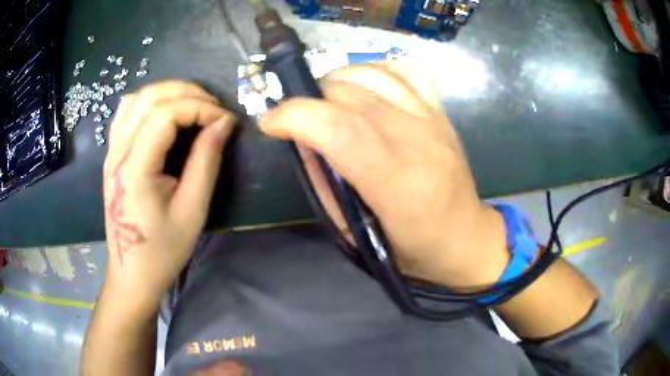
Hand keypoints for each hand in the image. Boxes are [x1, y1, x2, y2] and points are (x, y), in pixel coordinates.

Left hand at [102, 81, 234, 311]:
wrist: (132, 272)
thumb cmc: (162, 249)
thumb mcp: (192, 210)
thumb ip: (206, 161)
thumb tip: (224, 123)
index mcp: (134, 167)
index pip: (166, 114)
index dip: (200, 108)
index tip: (226, 121)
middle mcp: (118, 151)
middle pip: (150, 97)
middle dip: (188, 93)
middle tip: (215, 109)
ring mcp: (112, 151)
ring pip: (137, 99)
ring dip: (169, 93)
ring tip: (194, 105)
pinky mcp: (112, 155)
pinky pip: (127, 112)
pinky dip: (149, 102)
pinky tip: (164, 112)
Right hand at [261, 63, 508, 289]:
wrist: (466, 239)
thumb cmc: (411, 250)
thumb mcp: (357, 234)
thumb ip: (326, 183)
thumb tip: (301, 139)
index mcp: (399, 184)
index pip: (342, 130)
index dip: (297, 116)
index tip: (271, 123)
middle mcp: (419, 142)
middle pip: (353, 96)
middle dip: (311, 100)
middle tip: (299, 121)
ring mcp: (434, 121)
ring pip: (374, 75)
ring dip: (336, 81)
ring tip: (324, 102)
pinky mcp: (441, 112)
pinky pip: (405, 71)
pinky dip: (374, 69)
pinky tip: (362, 87)